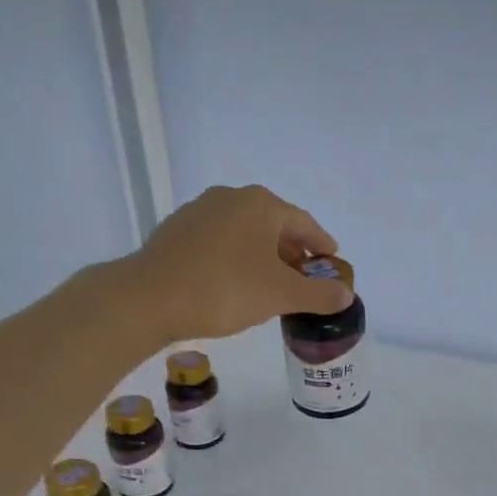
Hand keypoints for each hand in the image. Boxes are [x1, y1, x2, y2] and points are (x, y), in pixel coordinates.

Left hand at [116, 185, 351, 343]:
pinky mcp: (177, 231)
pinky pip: (221, 242)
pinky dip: (238, 258)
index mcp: (261, 204)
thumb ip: (318, 294)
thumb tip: (345, 295)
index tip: (332, 264)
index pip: (304, 223)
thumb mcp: (281, 295)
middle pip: (274, 225)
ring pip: (246, 233)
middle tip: (305, 280)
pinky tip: (236, 284)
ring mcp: (200, 211)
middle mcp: (231, 197)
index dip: (322, 245)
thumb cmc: (225, 290)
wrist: (150, 298)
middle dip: (293, 252)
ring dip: (264, 256)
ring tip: (272, 285)